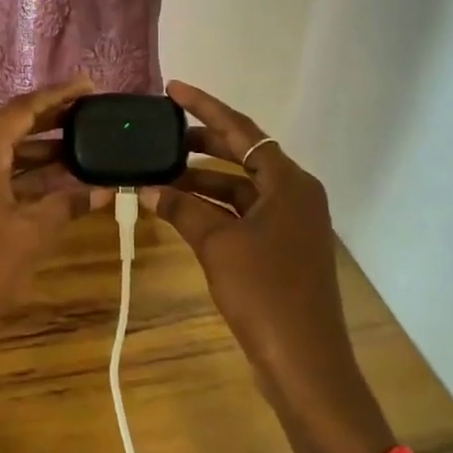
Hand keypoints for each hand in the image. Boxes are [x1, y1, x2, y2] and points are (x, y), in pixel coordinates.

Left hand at [0, 77, 100, 407]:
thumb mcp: (32, 235)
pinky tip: (60, 184)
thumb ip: (67, 205)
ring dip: (42, 148)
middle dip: (49, 117)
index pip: (18, 111)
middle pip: (10, 127)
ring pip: (6, 155)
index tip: (88, 87)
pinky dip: (31, 176)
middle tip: (88, 112)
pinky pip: (2, 178)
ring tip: (83, 146)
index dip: (54, 95)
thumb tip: (104, 190)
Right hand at [145, 81, 396, 452]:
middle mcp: (293, 194)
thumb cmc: (266, 295)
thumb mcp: (218, 246)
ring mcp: (289, 223)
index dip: (205, 108)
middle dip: (200, 142)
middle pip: (242, 154)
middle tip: (159, 131)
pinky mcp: (280, 249)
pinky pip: (240, 214)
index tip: (173, 89)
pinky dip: (211, 209)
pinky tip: (178, 209)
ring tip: (158, 172)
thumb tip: (148, 189)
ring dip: (200, 180)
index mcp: (289, 182)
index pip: (242, 130)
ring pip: (238, 187)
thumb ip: (183, 210)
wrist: (305, 363)